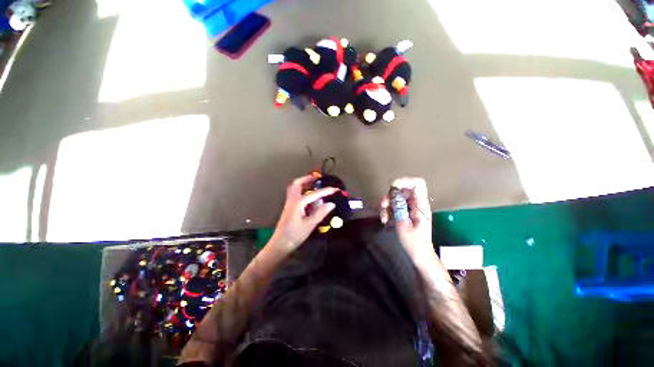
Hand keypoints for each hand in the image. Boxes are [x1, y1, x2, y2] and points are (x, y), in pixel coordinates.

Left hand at [270, 175, 337, 252]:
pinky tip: (307, 194)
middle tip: (318, 178)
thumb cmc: (295, 235)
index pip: (315, 194)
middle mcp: (292, 199)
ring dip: (303, 182)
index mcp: (298, 203)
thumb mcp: (310, 225)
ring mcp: (289, 203)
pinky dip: (301, 189)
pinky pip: (294, 192)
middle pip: (298, 183)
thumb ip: (320, 213)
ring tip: (313, 183)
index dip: (326, 191)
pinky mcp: (288, 207)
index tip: (335, 189)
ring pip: (294, 187)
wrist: (280, 244)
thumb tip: (331, 204)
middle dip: (308, 178)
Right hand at [380, 177, 433, 260]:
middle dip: (390, 195)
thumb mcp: (404, 226)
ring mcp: (411, 207)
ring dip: (387, 204)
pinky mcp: (406, 211)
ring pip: (397, 196)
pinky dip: (388, 209)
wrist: (419, 254)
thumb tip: (393, 194)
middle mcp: (417, 203)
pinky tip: (385, 219)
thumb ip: (399, 208)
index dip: (405, 181)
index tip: (392, 187)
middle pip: (403, 189)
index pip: (418, 184)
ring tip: (383, 217)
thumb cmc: (414, 243)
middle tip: (383, 205)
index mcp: (421, 206)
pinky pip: (395, 204)